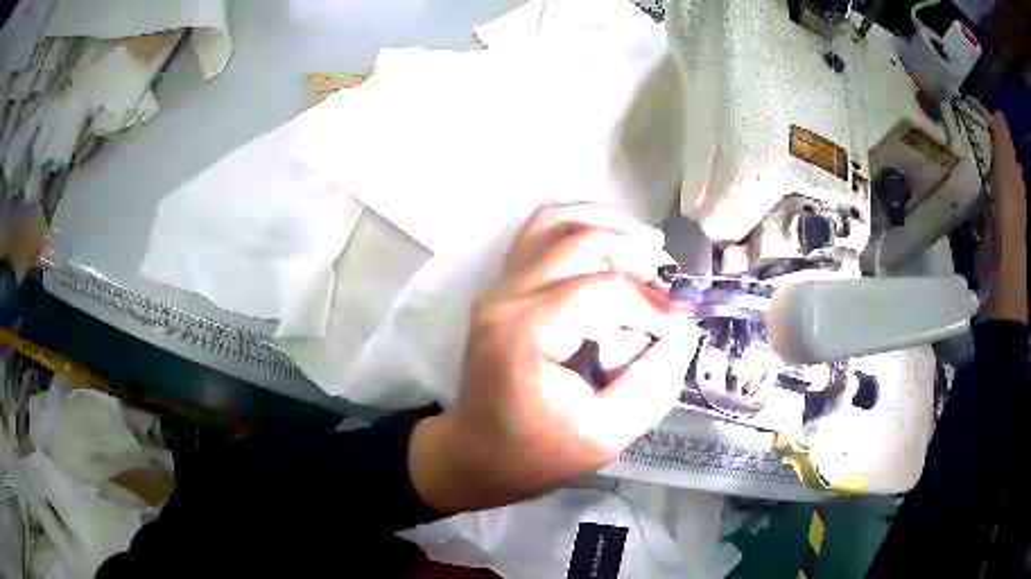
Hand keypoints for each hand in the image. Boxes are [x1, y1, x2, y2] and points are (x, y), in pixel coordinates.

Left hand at [409, 204, 697, 511]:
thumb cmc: (535, 454)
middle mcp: (506, 297)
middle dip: (636, 257)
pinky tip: (612, 244)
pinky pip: (542, 231)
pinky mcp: (503, 285)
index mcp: (524, 336)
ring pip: (557, 221)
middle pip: (581, 241)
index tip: (678, 328)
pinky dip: (582, 225)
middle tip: (668, 288)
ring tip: (647, 252)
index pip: (600, 292)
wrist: (476, 452)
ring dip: (609, 227)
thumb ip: (651, 385)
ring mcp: (499, 285)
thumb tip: (682, 332)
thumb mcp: (603, 437)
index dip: (650, 305)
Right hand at [967, 97, 1026, 322]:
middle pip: (989, 151)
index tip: (961, 104)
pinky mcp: (985, 222)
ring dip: (967, 159)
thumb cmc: (1007, 218)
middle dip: (973, 134)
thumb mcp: (1008, 171)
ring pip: (981, 172)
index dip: (982, 115)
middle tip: (952, 123)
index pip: (997, 134)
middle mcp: (1007, 186)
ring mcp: (996, 205)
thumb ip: (1003, 140)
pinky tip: (952, 178)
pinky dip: (964, 186)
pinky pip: (973, 195)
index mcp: (1013, 173)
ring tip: (948, 146)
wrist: (1000, 272)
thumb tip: (996, 114)